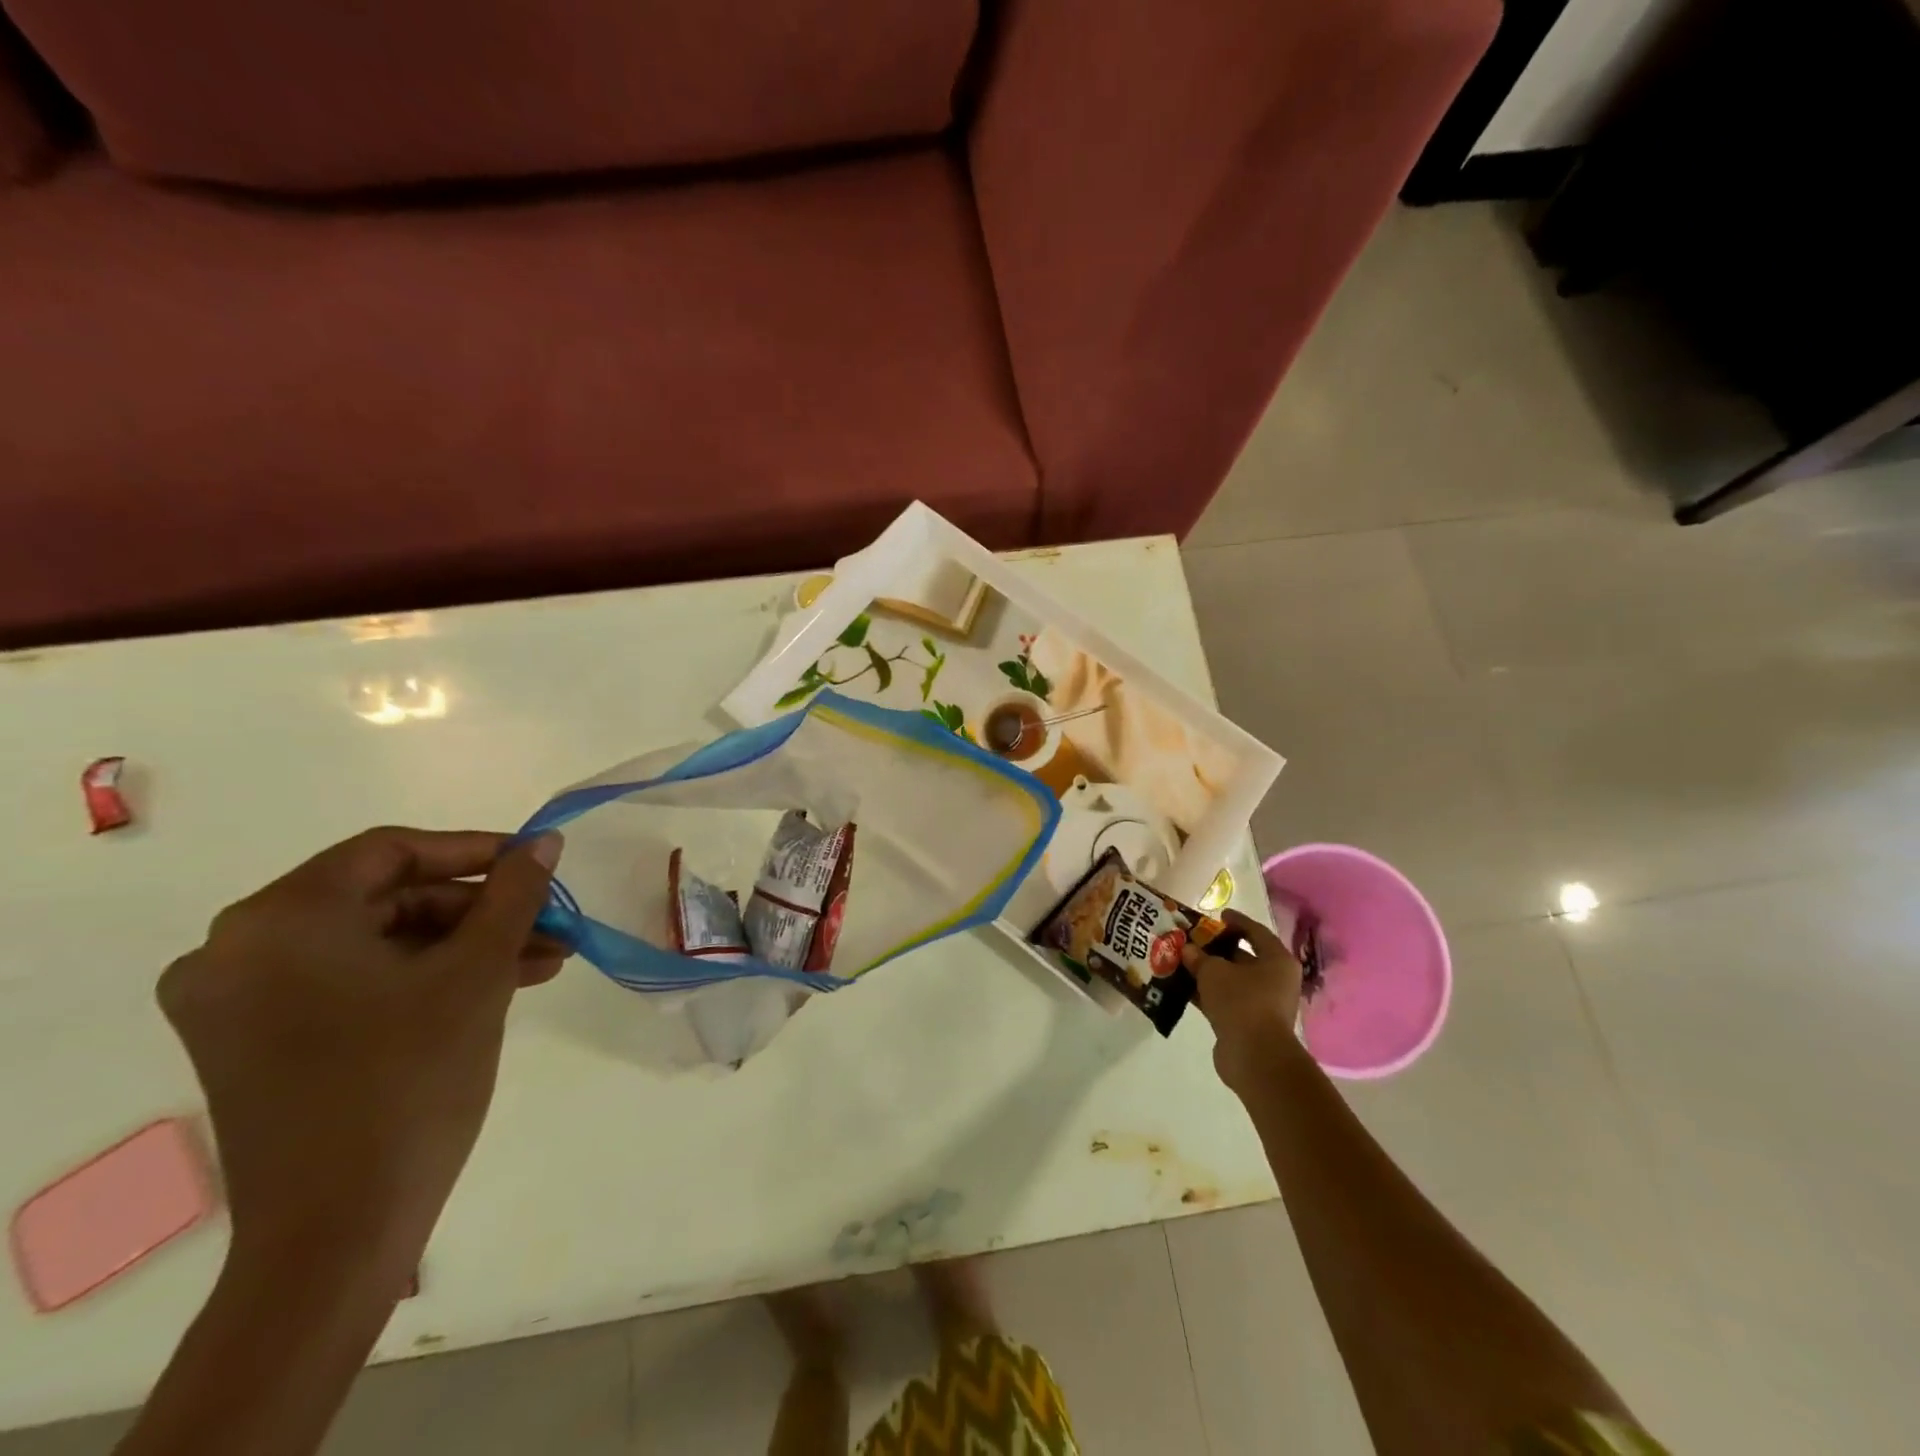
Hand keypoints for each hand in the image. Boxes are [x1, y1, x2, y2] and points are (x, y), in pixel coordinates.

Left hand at [157, 827, 565, 1287]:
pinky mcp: (256, 1043)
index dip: (474, 850)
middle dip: (479, 911)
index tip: (536, 863)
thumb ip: (514, 895)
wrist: (338, 1232)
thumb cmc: (410, 1080)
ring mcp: (240, 1002)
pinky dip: (424, 979)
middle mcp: (238, 951)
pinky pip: (355, 983)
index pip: (390, 852)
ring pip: (377, 943)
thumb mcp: (478, 973)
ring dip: (463, 947)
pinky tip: (496, 987)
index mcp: (278, 921)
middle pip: (385, 899)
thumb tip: (544, 843)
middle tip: (547, 923)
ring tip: (542, 961)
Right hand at [1183, 909, 1303, 1092]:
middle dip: (1215, 949)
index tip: (1216, 915)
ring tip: (1180, 962)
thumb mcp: (1214, 972)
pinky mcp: (1248, 1023)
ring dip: (1207, 973)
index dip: (1235, 921)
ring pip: (1231, 981)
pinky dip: (1207, 994)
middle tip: (1190, 940)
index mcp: (1276, 960)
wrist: (1254, 1056)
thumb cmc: (1242, 1001)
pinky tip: (1183, 989)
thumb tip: (1187, 950)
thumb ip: (1199, 957)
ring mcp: (1262, 1003)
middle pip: (1242, 957)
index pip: (1255, 932)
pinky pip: (1225, 1001)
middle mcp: (1274, 980)